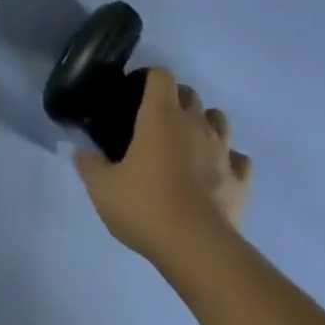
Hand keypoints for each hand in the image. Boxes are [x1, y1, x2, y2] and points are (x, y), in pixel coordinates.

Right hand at [75, 69, 251, 265]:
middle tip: (154, 121)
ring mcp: (223, 151)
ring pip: (219, 120)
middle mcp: (195, 125)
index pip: (161, 76)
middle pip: (191, 94)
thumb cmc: (145, 206)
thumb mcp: (101, 187)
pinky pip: (239, 159)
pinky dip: (228, 160)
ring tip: (187, 142)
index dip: (148, 78)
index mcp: (161, 116)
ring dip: (204, 124)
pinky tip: (215, 172)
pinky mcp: (240, 180)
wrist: (197, 249)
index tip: (134, 93)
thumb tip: (83, 152)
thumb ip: (89, 164)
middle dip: (175, 100)